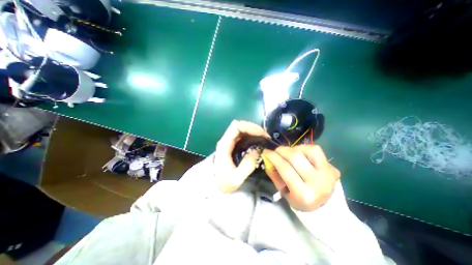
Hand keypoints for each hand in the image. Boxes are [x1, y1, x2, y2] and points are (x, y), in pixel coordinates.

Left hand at [215, 120, 268, 192]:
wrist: (216, 186)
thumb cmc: (224, 182)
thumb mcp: (236, 178)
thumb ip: (247, 165)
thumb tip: (257, 150)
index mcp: (224, 145)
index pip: (236, 127)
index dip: (249, 127)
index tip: (261, 134)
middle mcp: (226, 140)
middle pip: (239, 125)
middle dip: (253, 128)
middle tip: (265, 136)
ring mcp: (230, 142)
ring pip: (242, 129)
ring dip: (253, 131)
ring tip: (264, 138)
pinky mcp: (234, 145)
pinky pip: (243, 135)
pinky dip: (252, 135)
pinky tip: (259, 141)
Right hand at [262, 145, 339, 210]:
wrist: (325, 207)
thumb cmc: (300, 200)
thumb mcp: (283, 192)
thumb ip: (274, 175)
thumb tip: (267, 159)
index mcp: (303, 194)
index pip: (285, 169)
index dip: (273, 157)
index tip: (266, 151)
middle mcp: (318, 183)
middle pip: (295, 157)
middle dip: (282, 150)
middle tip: (276, 150)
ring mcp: (328, 174)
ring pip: (308, 150)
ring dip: (293, 148)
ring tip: (288, 152)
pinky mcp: (332, 167)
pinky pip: (316, 150)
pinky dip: (304, 148)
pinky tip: (299, 153)